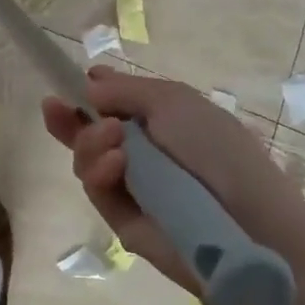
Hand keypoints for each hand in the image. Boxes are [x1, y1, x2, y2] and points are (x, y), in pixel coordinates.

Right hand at [42, 67, 304, 304]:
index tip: (64, 88)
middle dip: (70, 120)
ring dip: (90, 143)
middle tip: (55, 108)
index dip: (86, 96)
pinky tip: (115, 165)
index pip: (112, 105)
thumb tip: (89, 81)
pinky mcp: (123, 221)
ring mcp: (132, 187)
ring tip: (114, 141)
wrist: (250, 223)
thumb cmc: (217, 148)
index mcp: (159, 120)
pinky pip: (97, 190)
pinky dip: (99, 172)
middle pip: (89, 133)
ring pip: (87, 160)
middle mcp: (142, 152)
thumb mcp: (173, 101)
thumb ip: (125, 90)